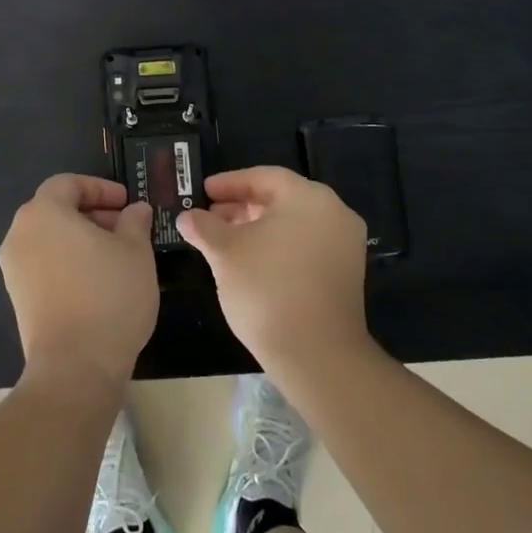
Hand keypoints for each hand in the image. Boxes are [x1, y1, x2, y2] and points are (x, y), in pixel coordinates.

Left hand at [0, 175, 157, 394]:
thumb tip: (135, 210)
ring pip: (49, 238)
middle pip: (56, 209)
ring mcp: (14, 268)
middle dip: (92, 213)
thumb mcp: (135, 251)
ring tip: (116, 255)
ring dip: (81, 238)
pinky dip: (67, 261)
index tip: (126, 203)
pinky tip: (97, 281)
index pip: (68, 183)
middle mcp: (20, 234)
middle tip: (125, 227)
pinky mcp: (17, 298)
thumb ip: (135, 221)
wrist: (75, 366)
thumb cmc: (108, 295)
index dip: (100, 187)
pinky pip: (43, 264)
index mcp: (43, 212)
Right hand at [177, 166, 371, 374]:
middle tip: (209, 217)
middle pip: (280, 198)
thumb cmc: (267, 289)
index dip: (229, 183)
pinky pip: (306, 245)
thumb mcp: (225, 253)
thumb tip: (187, 217)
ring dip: (257, 228)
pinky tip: (250, 263)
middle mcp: (334, 213)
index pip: (263, 177)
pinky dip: (278, 246)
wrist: (317, 355)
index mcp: (309, 198)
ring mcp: (344, 245)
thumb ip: (204, 228)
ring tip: (224, 241)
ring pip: (293, 223)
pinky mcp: (345, 273)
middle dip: (241, 207)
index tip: (203, 192)